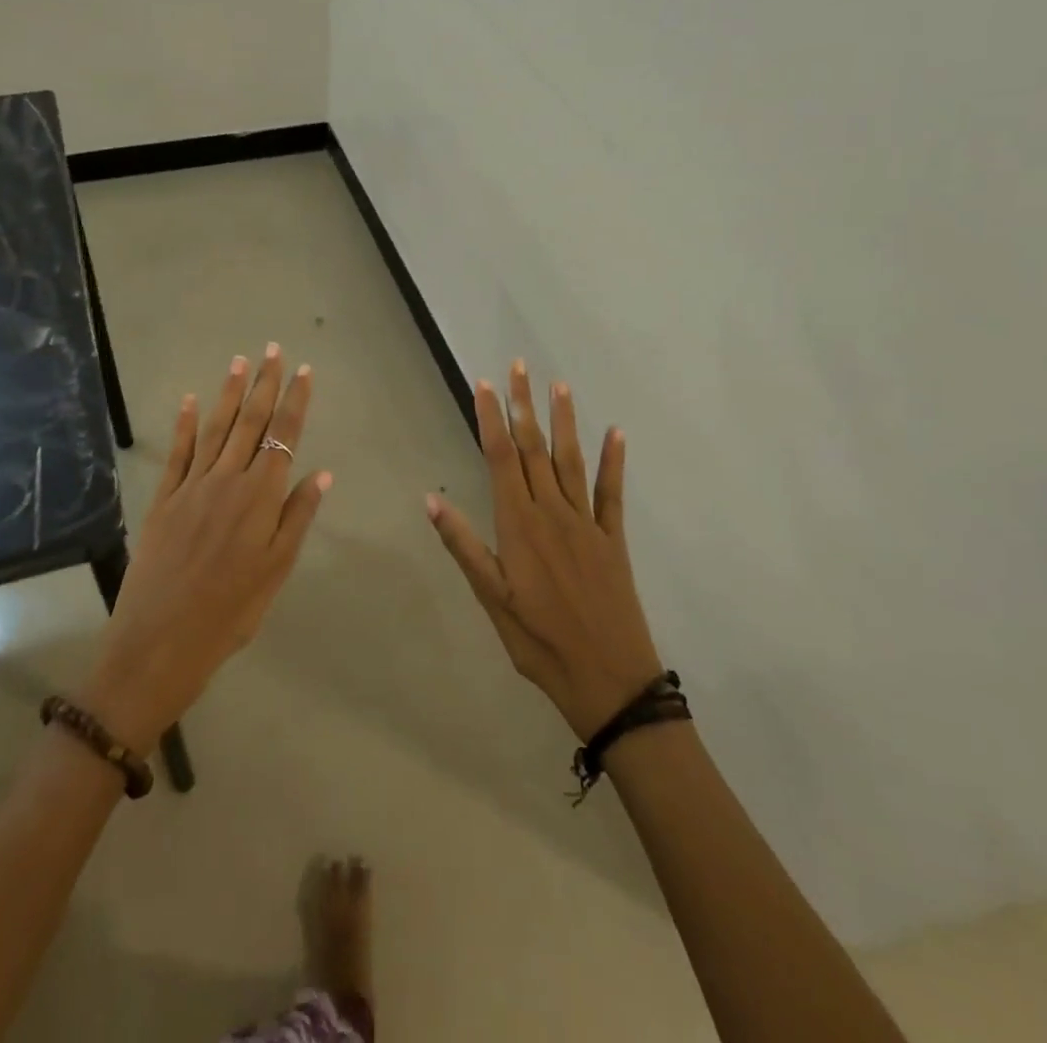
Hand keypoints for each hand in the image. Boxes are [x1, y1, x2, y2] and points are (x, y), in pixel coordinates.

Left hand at [85, 345, 329, 753]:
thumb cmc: (231, 611)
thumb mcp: (277, 570)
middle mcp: (228, 480)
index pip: (284, 436)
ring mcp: (192, 486)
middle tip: (273, 349)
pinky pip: (178, 453)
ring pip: (216, 429)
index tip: (303, 371)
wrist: (161, 641)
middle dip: (264, 384)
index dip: (295, 401)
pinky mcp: (164, 498)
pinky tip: (191, 400)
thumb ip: (298, 517)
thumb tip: (321, 472)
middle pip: (251, 423)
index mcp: (261, 497)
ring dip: (229, 393)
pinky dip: (186, 424)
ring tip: (240, 361)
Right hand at [426, 361, 660, 739]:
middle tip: (519, 367)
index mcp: (519, 525)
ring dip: (564, 421)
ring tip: (558, 386)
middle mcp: (552, 513)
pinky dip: (613, 461)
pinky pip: (612, 492)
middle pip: (535, 449)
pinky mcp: (613, 538)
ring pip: (570, 461)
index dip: (491, 420)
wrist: (609, 680)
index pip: (501, 459)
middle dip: (524, 406)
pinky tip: (616, 434)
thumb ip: (464, 546)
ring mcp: (586, 523)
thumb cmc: (539, 642)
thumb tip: (431, 499)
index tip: (484, 385)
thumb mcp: (492, 599)